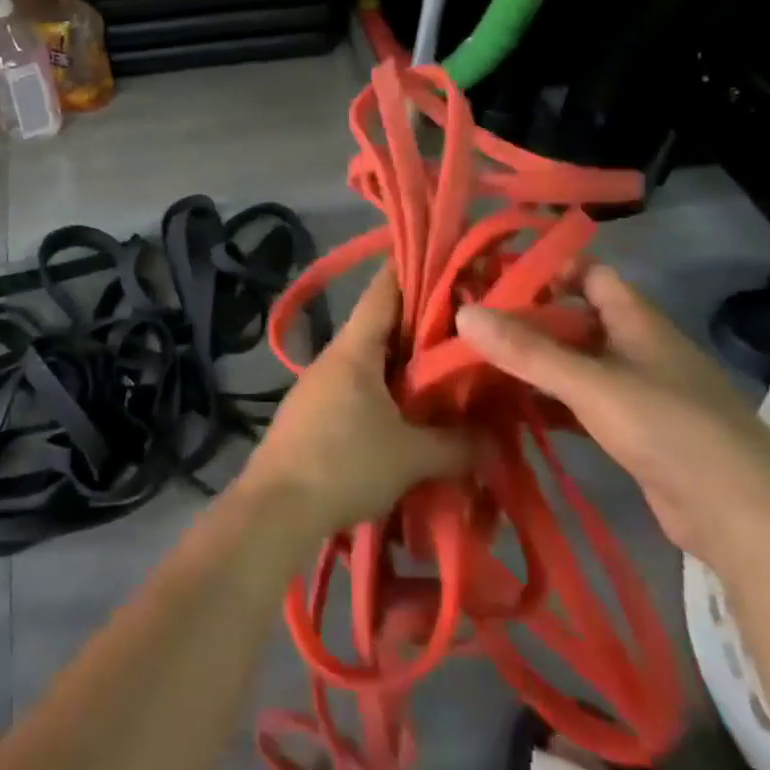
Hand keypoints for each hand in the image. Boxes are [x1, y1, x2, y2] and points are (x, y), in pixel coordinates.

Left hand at [239, 268, 470, 541]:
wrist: (273, 509)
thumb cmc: (343, 465)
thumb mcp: (411, 457)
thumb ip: (458, 445)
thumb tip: (495, 440)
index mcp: (355, 348)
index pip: (385, 289)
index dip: (415, 268)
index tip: (451, 261)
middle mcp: (335, 356)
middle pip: (383, 324)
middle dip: (424, 325)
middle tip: (469, 327)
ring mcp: (319, 384)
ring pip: (371, 359)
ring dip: (406, 364)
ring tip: (448, 373)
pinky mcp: (313, 413)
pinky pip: (359, 388)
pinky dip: (387, 391)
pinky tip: (411, 413)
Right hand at [455, 266, 769, 569]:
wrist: (744, 519)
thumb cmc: (671, 430)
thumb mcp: (592, 384)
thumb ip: (528, 351)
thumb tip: (463, 312)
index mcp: (638, 322)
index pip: (590, 274)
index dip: (548, 269)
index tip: (493, 278)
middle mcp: (637, 348)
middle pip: (575, 319)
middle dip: (527, 320)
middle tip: (471, 324)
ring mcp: (636, 392)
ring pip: (575, 363)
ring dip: (534, 363)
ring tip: (477, 362)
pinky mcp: (633, 432)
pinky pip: (580, 402)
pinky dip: (548, 401)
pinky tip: (510, 409)